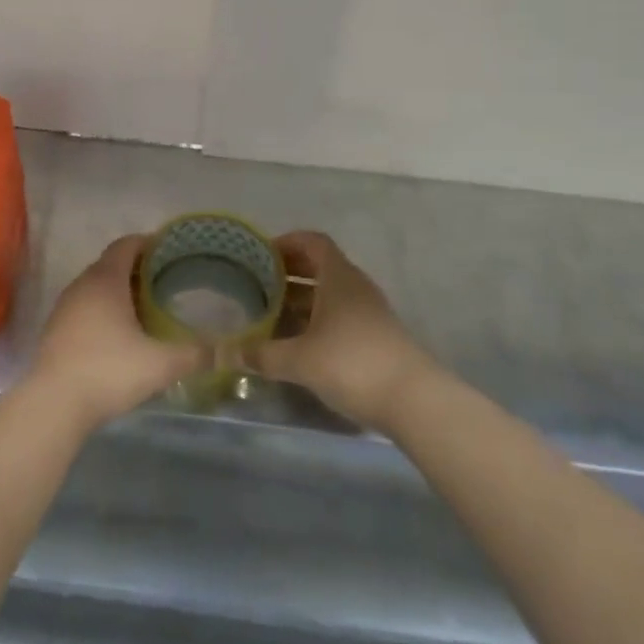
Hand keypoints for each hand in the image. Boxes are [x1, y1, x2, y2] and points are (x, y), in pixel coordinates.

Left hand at [28, 236, 207, 431]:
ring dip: (119, 291)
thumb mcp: (160, 364)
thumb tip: (223, 351)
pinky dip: (103, 311)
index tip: (170, 252)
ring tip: (146, 309)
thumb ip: (194, 354)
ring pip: (96, 287)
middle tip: (166, 282)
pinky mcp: (56, 330)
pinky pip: (85, 307)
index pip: (126, 245)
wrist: (54, 404)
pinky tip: (119, 335)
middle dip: (138, 269)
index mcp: (106, 279)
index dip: (148, 243)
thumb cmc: (109, 371)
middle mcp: (82, 284)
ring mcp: (65, 307)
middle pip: (112, 264)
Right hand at [249, 232, 437, 431]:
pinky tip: (298, 341)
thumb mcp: (300, 359)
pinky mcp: (376, 337)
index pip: (313, 242)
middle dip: (289, 272)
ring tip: (272, 313)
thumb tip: (229, 351)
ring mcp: (369, 312)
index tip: (261, 255)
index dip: (287, 242)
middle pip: (320, 266)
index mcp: (338, 277)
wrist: (415, 401)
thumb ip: (263, 354)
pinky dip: (317, 319)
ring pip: (330, 293)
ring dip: (302, 298)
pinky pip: (340, 315)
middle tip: (259, 284)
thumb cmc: (352, 364)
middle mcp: (355, 286)